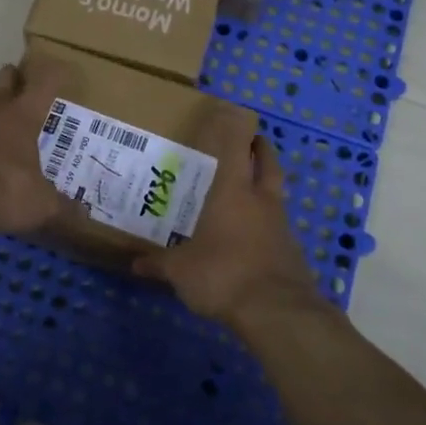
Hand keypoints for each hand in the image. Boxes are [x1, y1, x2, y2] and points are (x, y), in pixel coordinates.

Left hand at [0, 60, 86, 237]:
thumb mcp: (41, 204)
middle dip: (14, 78)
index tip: (61, 70)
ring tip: (7, 128)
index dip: (53, 74)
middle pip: (4, 81)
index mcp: (23, 116)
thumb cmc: (3, 187)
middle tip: (24, 82)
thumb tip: (85, 218)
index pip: (44, 83)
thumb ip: (63, 209)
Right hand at [132, 107, 316, 328]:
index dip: (236, 126)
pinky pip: (278, 224)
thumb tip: (134, 264)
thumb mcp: (181, 271)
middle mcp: (261, 201)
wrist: (278, 312)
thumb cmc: (223, 274)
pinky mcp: (291, 251)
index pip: (237, 146)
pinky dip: (267, 220)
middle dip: (261, 148)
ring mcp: (281, 226)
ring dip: (266, 184)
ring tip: (247, 189)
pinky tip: (252, 234)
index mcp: (233, 192)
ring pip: (276, 192)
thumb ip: (158, 264)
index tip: (232, 112)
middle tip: (251, 141)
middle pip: (268, 163)